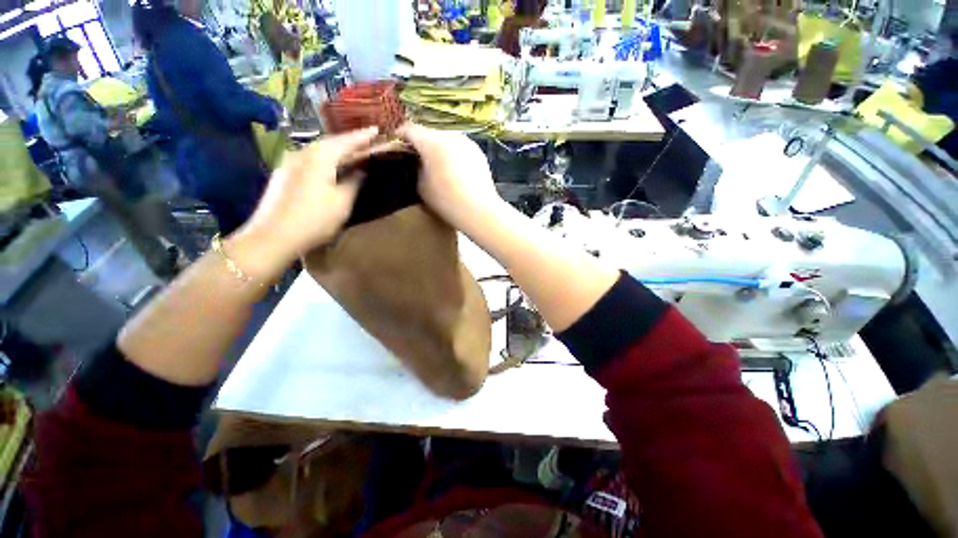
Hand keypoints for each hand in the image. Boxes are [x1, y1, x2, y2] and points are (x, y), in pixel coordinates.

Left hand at [235, 127, 378, 269]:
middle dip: (350, 141)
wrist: (272, 236)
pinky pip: (310, 159)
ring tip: (352, 152)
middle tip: (367, 140)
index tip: (377, 129)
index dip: (363, 136)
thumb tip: (361, 170)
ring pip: (319, 151)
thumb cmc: (314, 219)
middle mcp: (302, 153)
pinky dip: (325, 159)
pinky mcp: (284, 174)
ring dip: (337, 150)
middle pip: (330, 142)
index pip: (346, 141)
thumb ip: (354, 182)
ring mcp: (289, 162)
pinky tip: (331, 166)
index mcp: (320, 157)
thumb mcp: (342, 202)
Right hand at [397, 123, 503, 229]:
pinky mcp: (478, 152)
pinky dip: (453, 154)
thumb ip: (415, 169)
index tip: (395, 146)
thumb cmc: (447, 201)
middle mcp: (450, 135)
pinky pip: (459, 148)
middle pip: (429, 133)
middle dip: (420, 143)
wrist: (479, 210)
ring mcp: (466, 142)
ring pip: (445, 139)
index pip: (409, 129)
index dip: (399, 135)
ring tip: (436, 165)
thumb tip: (416, 162)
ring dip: (438, 148)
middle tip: (416, 158)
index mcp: (432, 142)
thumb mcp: (421, 187)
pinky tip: (454, 170)